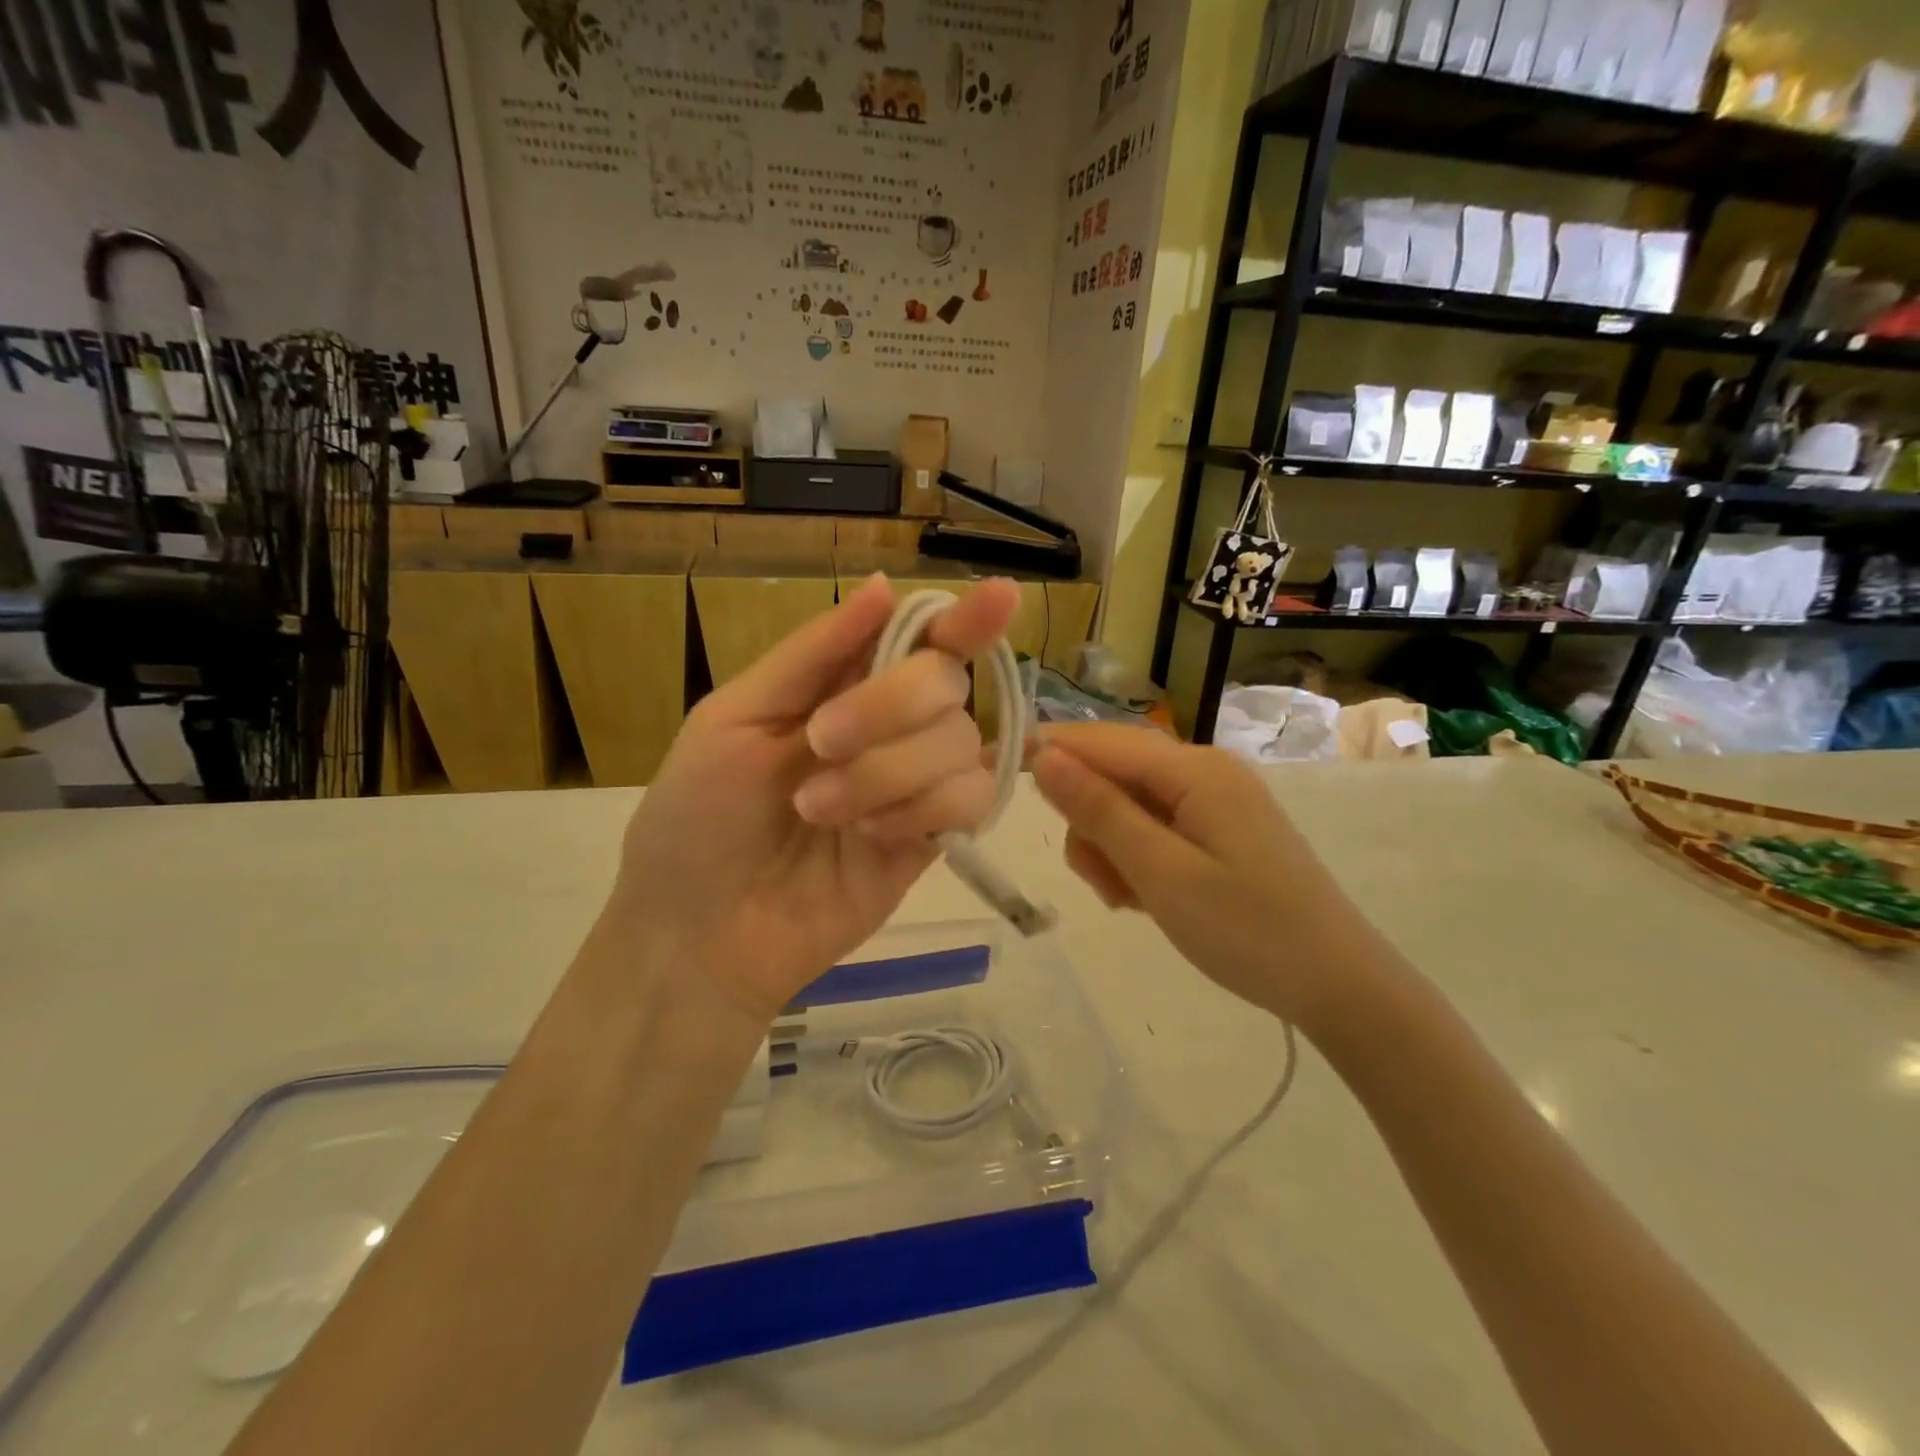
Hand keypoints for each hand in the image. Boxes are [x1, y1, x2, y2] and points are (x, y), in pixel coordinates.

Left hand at [609, 574, 1019, 1024]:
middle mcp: (891, 727)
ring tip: (820, 813)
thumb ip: (815, 653)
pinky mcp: (932, 840)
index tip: (1001, 597)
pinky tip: (869, 838)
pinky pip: (969, 802)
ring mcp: (915, 785)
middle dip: (888, 707)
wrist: (701, 933)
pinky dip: (921, 811)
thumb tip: (883, 584)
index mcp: (842, 685)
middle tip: (820, 744)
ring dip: (889, 772)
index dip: (964, 617)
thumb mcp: (735, 718)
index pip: (921, 637)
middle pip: (946, 683)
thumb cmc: (697, 816)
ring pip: (961, 744)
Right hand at [1031, 723, 1363, 1028]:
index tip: (996, 775)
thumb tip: (1044, 755)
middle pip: (1114, 773)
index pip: (1101, 741)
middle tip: (1102, 883)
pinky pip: (1155, 827)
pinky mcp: (1219, 828)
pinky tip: (1148, 896)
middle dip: (1090, 821)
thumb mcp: (1160, 873)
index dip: (1047, 752)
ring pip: (1129, 805)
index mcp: (1195, 769)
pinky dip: (1137, 858)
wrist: (1336, 984)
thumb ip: (1099, 810)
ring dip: (1112, 847)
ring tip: (1129, 899)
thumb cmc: (1246, 930)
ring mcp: (1214, 800)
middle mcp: (1204, 770)